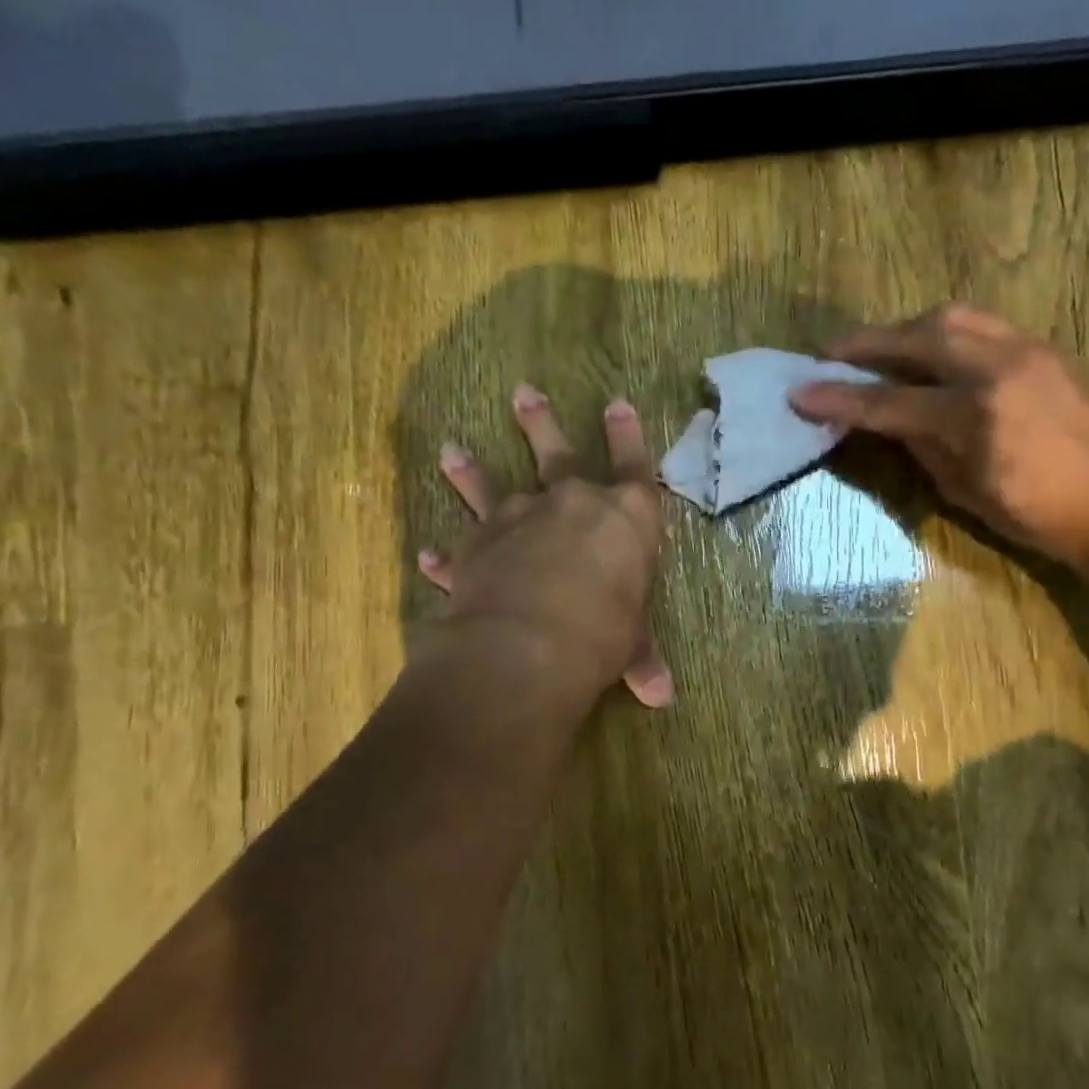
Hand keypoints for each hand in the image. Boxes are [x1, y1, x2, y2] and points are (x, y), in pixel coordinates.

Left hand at [417, 385, 672, 708]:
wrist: (532, 643)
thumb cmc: (603, 634)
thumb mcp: (631, 646)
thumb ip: (641, 659)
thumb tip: (661, 696)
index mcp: (625, 517)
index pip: (634, 465)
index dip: (627, 434)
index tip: (616, 402)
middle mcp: (570, 503)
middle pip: (557, 452)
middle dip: (540, 422)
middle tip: (523, 392)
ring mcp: (518, 519)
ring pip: (491, 484)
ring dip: (470, 469)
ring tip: (450, 449)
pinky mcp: (477, 546)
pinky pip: (458, 547)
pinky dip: (444, 555)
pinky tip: (427, 555)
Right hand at [788, 303, 1088, 582]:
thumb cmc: (1041, 517)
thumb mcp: (967, 492)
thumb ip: (922, 447)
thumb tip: (887, 420)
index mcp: (975, 417)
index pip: (889, 402)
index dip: (840, 399)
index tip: (800, 392)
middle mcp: (999, 369)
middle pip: (918, 337)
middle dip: (866, 343)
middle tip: (830, 354)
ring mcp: (1028, 350)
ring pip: (953, 317)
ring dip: (905, 329)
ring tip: (878, 347)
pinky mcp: (1046, 348)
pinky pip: (983, 324)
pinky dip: (944, 331)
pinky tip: (930, 349)